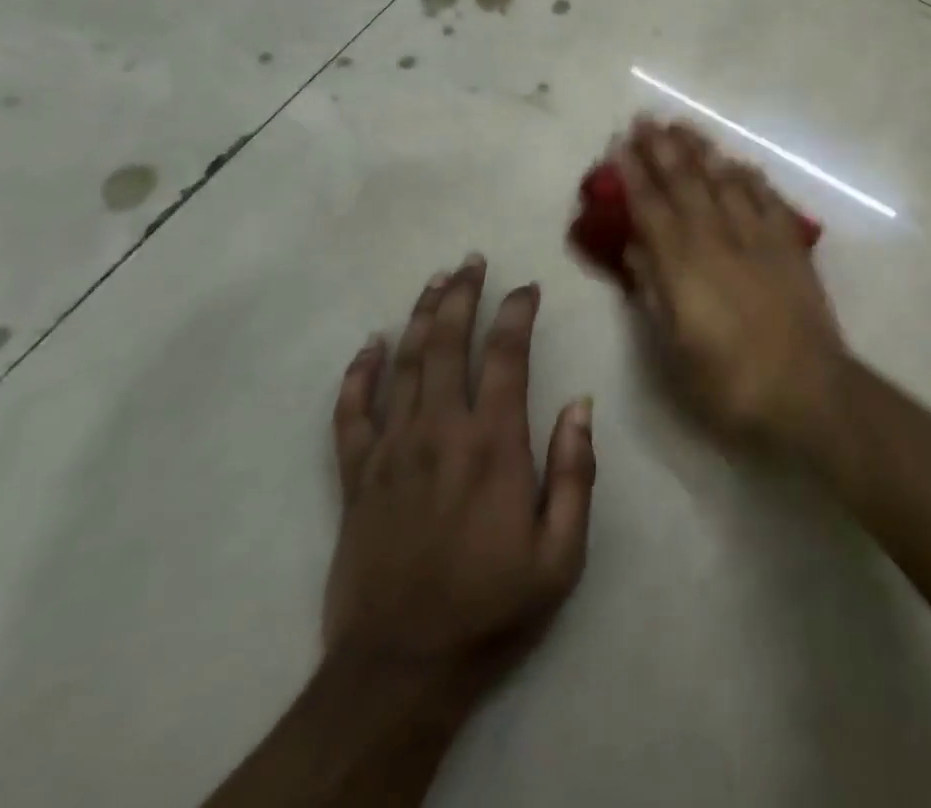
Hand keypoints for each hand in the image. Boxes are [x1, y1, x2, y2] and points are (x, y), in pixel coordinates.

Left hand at [324, 255, 595, 720]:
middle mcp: (440, 431)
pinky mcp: (356, 477)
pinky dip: (358, 374)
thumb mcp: (561, 555)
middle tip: (471, 261)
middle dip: (462, 295)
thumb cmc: (491, 607)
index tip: (527, 287)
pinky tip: (369, 345)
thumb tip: (581, 404)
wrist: (401, 670)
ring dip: (421, 316)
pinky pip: (350, 413)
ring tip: (435, 281)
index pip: (506, 356)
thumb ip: (575, 473)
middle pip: (448, 343)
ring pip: (404, 364)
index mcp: (493, 444)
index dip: (516, 313)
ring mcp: (391, 450)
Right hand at [616, 120, 843, 443]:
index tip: (620, 145)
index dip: (634, 175)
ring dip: (703, 151)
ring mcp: (757, 237)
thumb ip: (652, 291)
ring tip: (684, 126)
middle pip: (686, 182)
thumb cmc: (729, 382)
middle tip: (647, 119)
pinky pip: (767, 197)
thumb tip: (634, 248)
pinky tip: (740, 163)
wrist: (807, 390)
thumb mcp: (674, 349)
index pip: (651, 208)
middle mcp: (717, 238)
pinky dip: (750, 177)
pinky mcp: (789, 244)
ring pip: (724, 180)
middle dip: (663, 148)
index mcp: (683, 264)